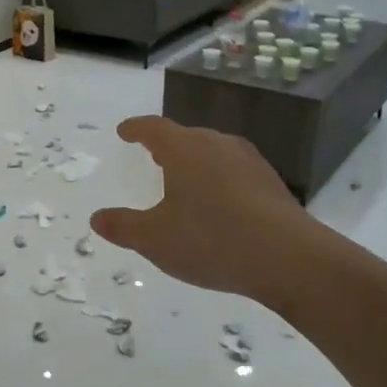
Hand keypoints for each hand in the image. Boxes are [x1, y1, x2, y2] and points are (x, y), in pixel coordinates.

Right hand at [90, 116, 333, 308]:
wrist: (289, 258)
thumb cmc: (210, 240)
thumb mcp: (155, 239)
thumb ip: (123, 227)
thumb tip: (97, 218)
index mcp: (184, 149)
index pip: (153, 128)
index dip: (136, 128)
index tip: (124, 131)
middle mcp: (217, 144)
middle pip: (186, 137)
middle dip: (167, 145)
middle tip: (153, 156)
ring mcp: (249, 162)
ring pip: (213, 153)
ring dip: (195, 162)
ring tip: (184, 181)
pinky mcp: (272, 183)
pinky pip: (234, 172)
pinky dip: (218, 181)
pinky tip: (218, 205)